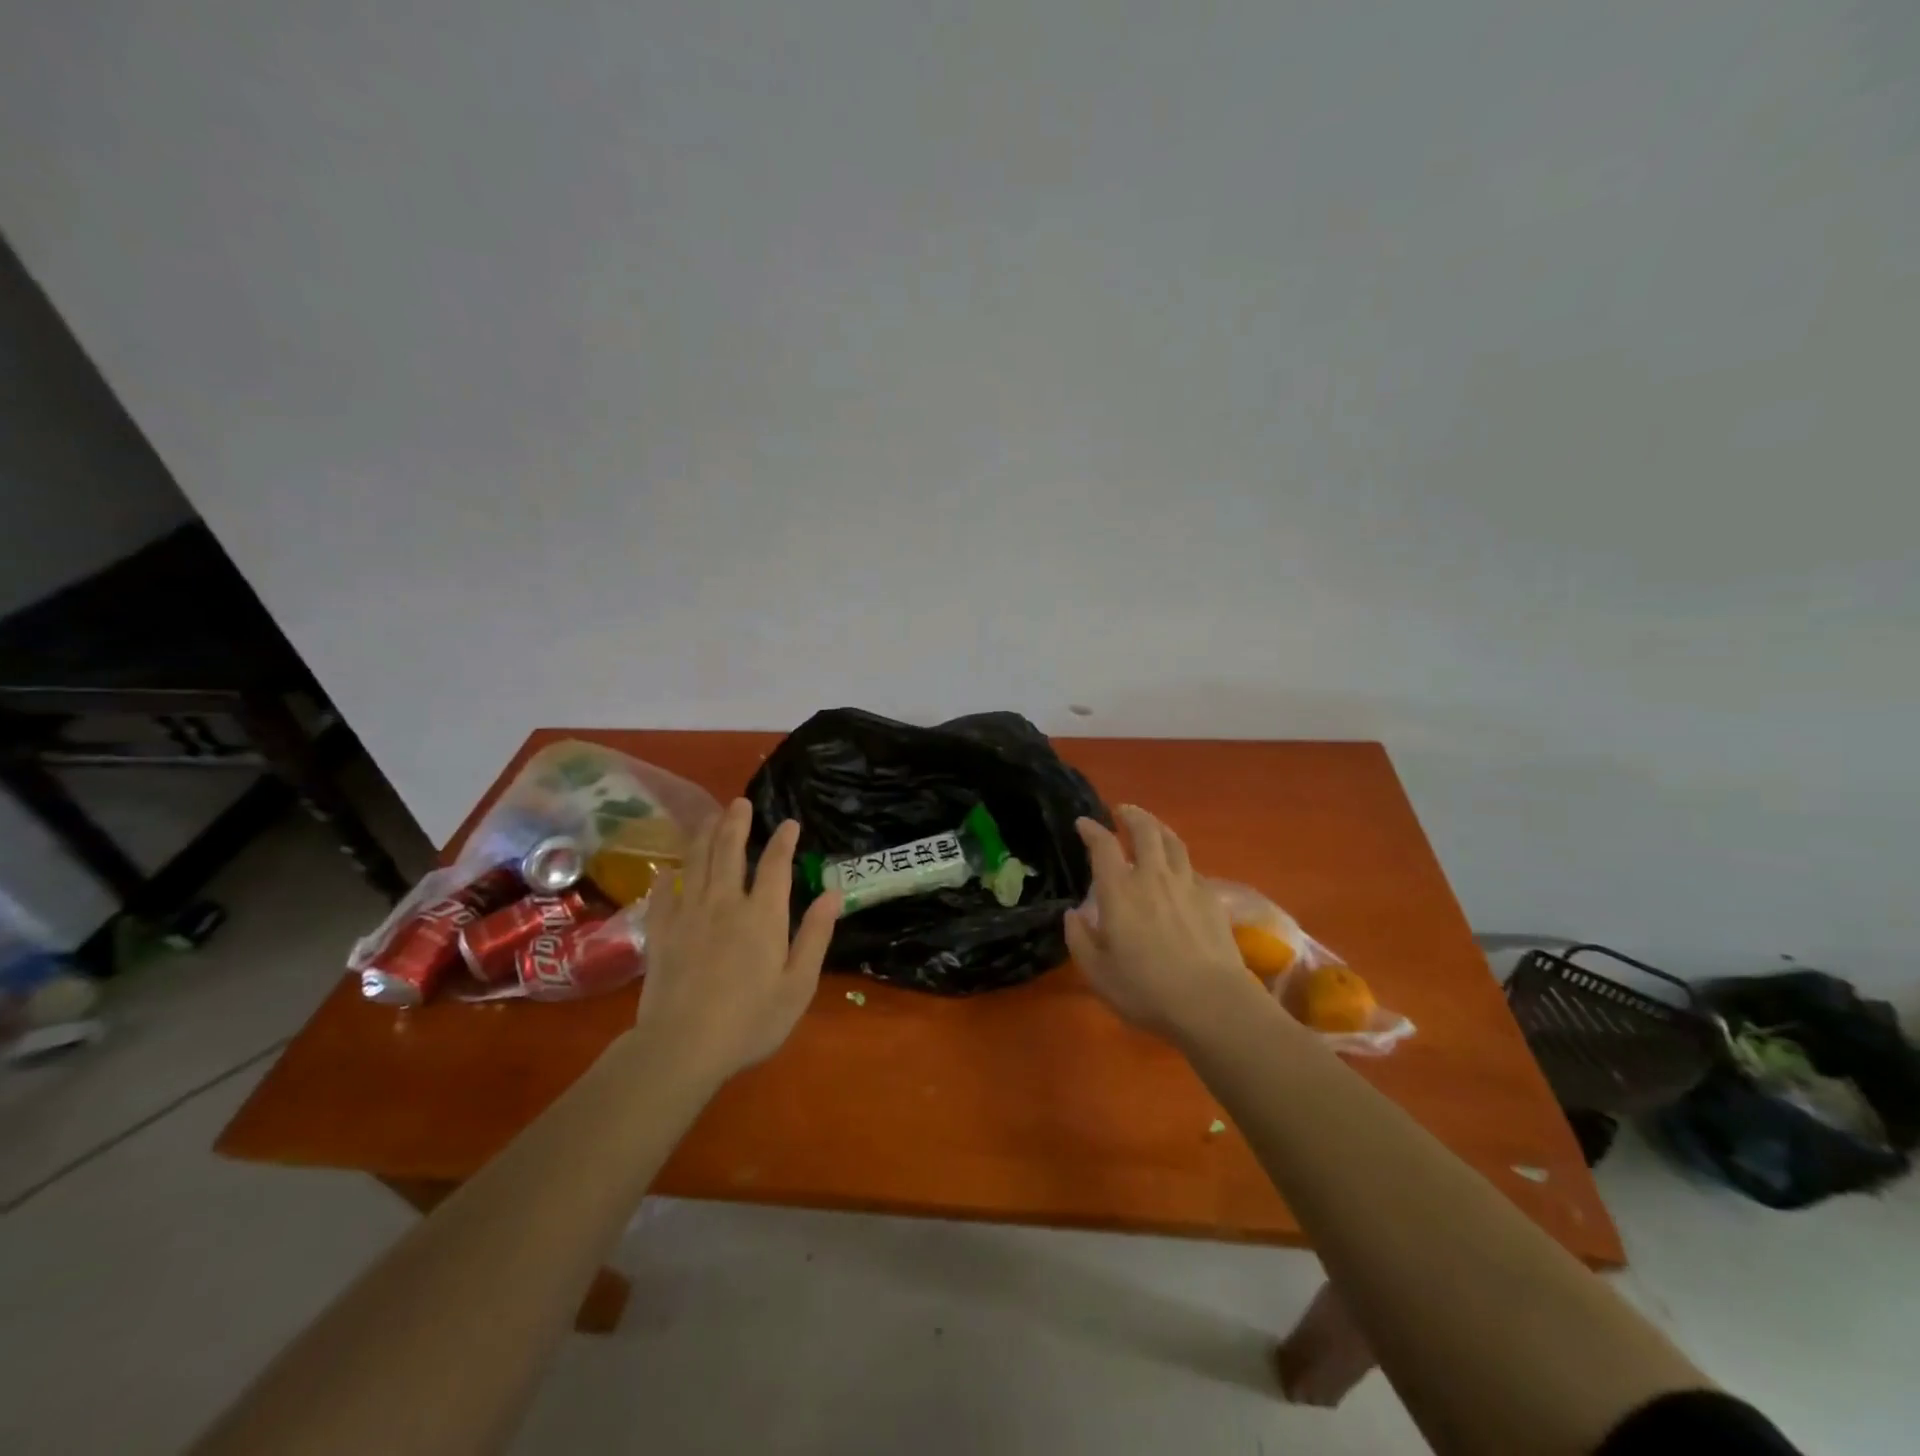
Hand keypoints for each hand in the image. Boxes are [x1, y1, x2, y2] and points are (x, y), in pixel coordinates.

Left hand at [633, 799, 840, 1084]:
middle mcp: (725, 903)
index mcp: (762, 915)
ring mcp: (689, 915)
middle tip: (739, 802)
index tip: (789, 823)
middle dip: (735, 823)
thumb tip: (833, 893)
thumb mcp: (798, 984)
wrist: (682, 1046)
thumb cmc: (751, 1020)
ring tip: (709, 817)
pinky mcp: (662, 932)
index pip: (775, 865)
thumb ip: (815, 935)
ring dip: (704, 836)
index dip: (784, 841)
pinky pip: (664, 892)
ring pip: (696, 863)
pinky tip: (669, 868)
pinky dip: (668, 875)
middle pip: (729, 852)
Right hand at [1063, 805, 1259, 1043]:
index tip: (1083, 823)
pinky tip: (1178, 870)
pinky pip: (1191, 866)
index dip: (1091, 830)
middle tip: (1122, 812)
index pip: (1103, 846)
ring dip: (1158, 828)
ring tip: (1151, 827)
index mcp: (1119, 890)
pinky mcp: (1211, 898)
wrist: (1212, 1002)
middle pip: (1144, 830)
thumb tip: (1072, 914)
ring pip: (1172, 842)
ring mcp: (1186, 884)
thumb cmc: (1146, 989)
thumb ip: (1080, 939)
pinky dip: (1179, 859)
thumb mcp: (1098, 973)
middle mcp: (1152, 876)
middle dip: (1131, 815)